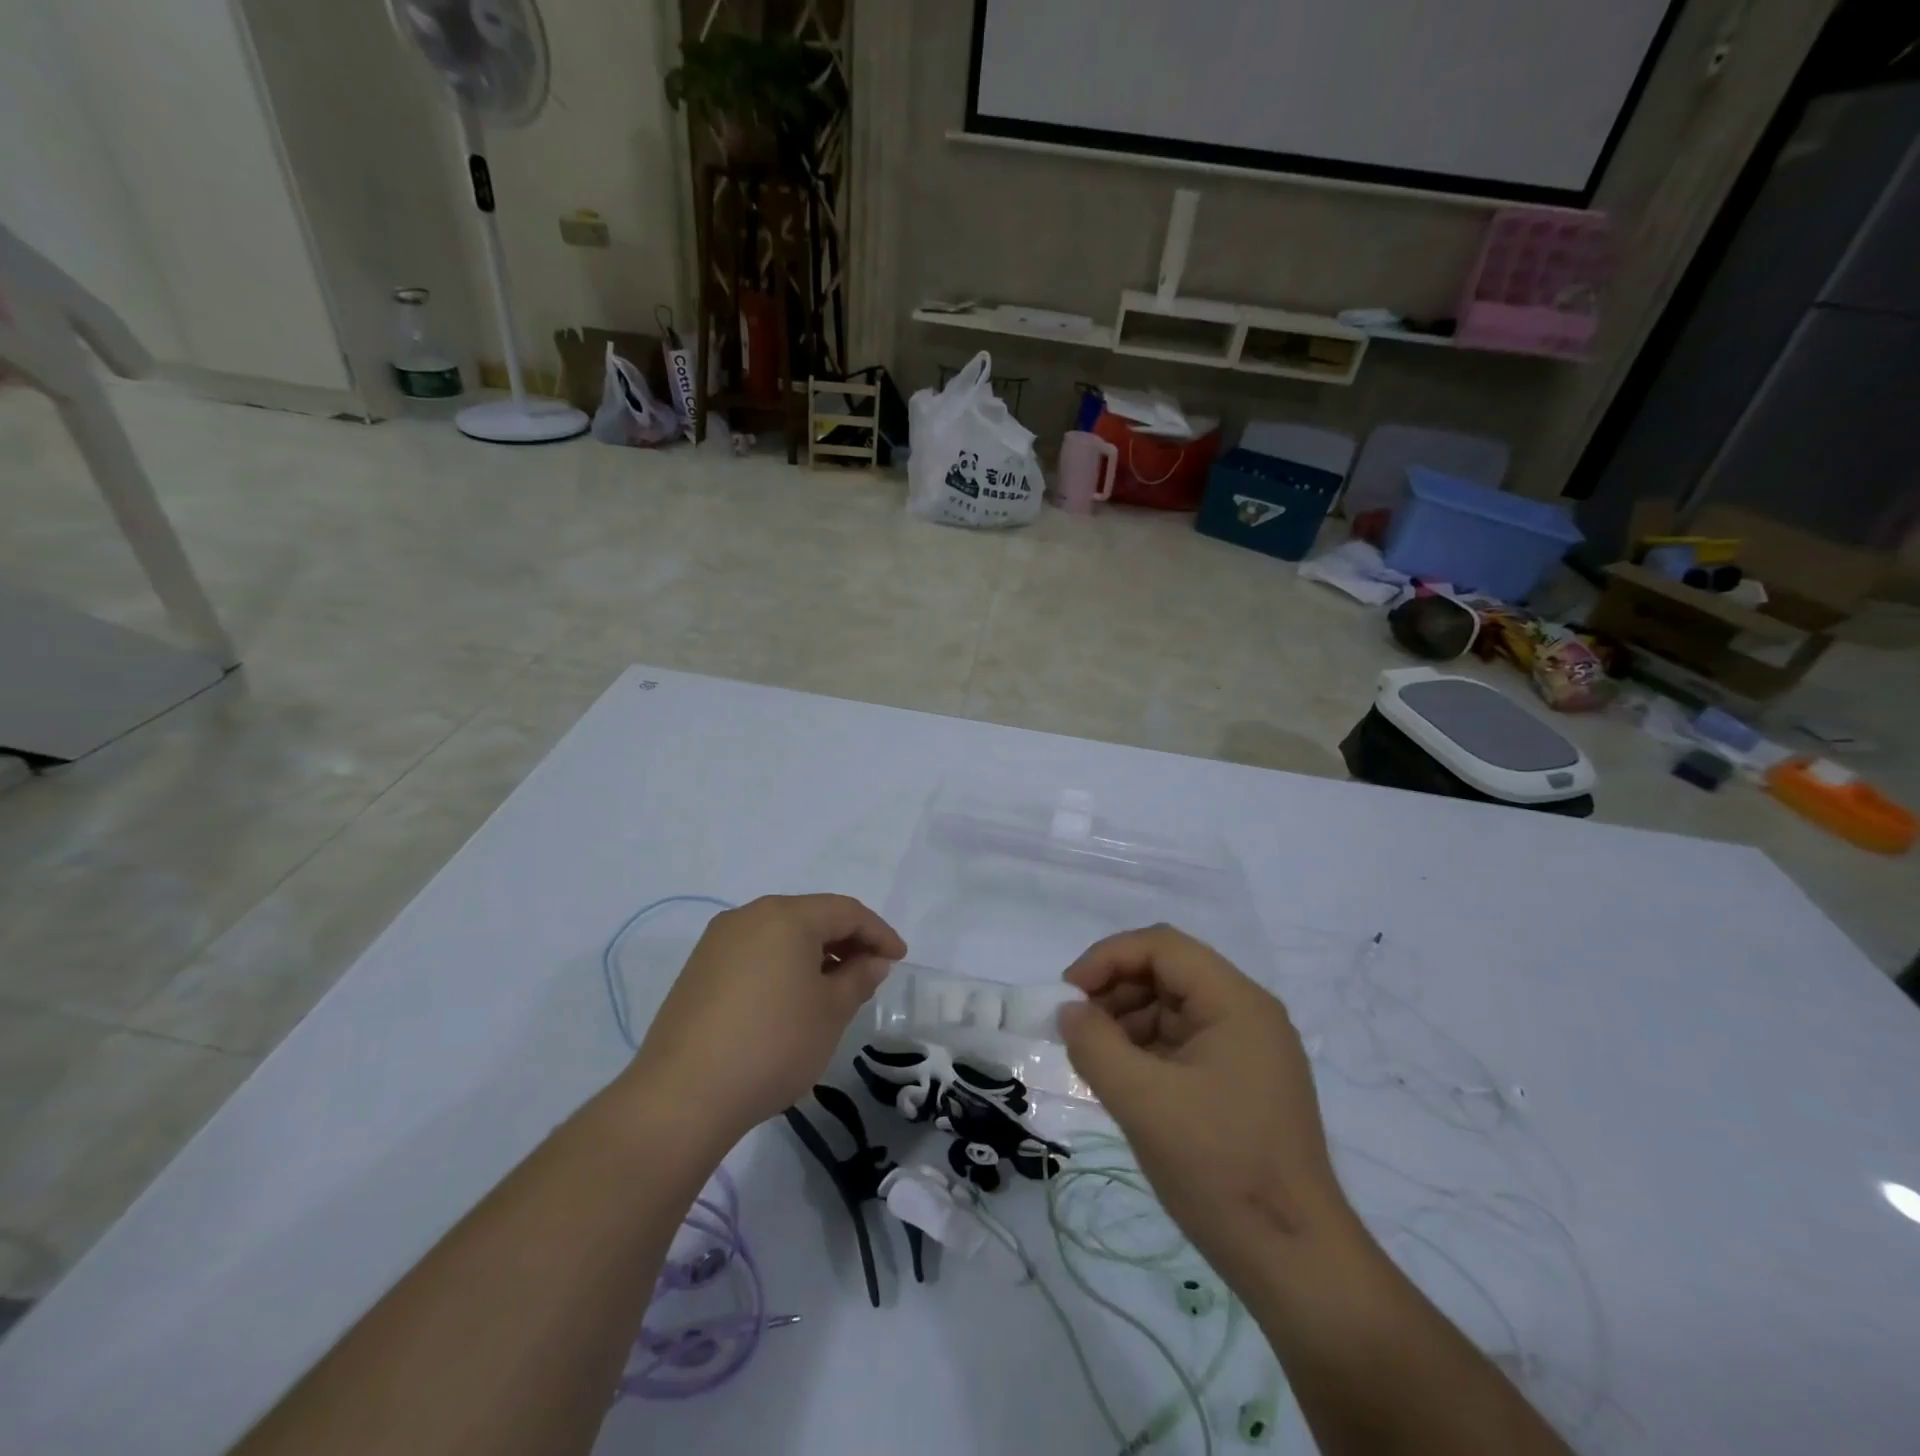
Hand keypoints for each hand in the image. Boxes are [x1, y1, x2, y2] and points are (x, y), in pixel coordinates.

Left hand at [627, 895, 905, 1146]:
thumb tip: (872, 960)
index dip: (879, 933)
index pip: (846, 911)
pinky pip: (755, 953)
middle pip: (811, 916)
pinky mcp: (699, 969)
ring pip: (781, 934)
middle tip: (870, 972)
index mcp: (786, 916)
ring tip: (834, 988)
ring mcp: (718, 941)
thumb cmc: (772, 1045)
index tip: (899, 959)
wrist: (682, 1096)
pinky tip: (791, 999)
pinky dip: (783, 966)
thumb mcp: (830, 1012)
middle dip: (846, 940)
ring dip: (814, 954)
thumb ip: (858, 978)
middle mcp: (750, 916)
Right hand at [1057, 925, 1355, 1284]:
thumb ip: (1095, 1045)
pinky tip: (1122, 1080)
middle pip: (1168, 972)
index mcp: (1236, 1002)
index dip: (1108, 958)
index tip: (1068, 994)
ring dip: (1127, 1020)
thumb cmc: (1219, 1169)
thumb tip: (1069, 1011)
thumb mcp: (1143, 1102)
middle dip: (1115, 990)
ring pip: (1173, 1007)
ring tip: (1094, 1058)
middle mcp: (1247, 1012)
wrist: (1295, 1262)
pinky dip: (1147, 1050)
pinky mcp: (1242, 1081)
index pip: (1162, 947)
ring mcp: (1248, 1048)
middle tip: (1076, 1029)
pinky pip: (1184, 1042)